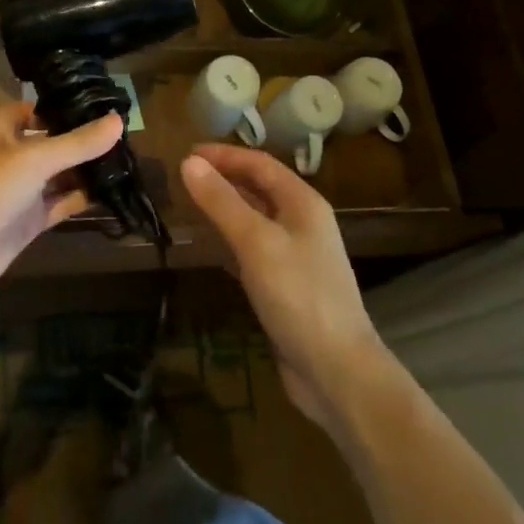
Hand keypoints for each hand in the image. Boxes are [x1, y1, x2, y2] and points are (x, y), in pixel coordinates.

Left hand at [0, 102, 123, 308]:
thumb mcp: (34, 159)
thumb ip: (77, 143)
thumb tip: (119, 121)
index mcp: (4, 129)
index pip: (40, 109)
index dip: (68, 107)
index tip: (105, 105)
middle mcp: (13, 155)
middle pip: (55, 142)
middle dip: (85, 140)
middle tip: (128, 135)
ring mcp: (22, 191)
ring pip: (61, 175)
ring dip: (88, 170)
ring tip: (130, 161)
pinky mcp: (29, 221)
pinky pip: (62, 204)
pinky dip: (84, 199)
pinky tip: (114, 192)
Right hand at [181, 144, 391, 430]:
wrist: (338, 371)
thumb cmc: (299, 296)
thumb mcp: (255, 242)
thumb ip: (221, 201)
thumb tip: (189, 162)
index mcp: (303, 203)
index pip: (260, 164)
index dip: (224, 155)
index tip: (187, 153)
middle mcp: (303, 223)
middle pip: (260, 188)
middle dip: (225, 178)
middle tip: (186, 176)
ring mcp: (298, 256)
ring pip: (257, 219)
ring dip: (227, 207)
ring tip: (192, 204)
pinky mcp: (288, 286)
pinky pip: (255, 250)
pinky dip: (232, 240)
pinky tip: (211, 248)